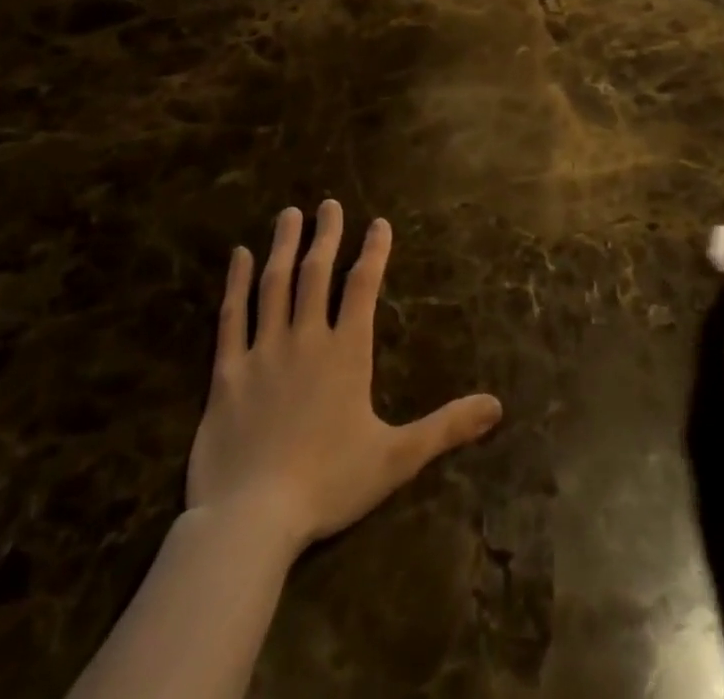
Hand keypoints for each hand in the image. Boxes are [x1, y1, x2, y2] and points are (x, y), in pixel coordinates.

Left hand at [187, 201, 502, 553]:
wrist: (250, 520)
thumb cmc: (328, 484)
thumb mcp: (397, 458)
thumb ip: (446, 427)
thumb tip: (497, 406)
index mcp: (346, 353)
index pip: (363, 287)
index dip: (373, 251)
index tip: (378, 223)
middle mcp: (305, 339)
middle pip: (316, 274)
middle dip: (326, 235)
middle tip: (330, 204)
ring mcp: (262, 352)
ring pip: (274, 285)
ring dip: (284, 246)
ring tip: (289, 215)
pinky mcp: (226, 372)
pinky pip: (231, 317)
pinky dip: (235, 283)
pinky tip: (238, 256)